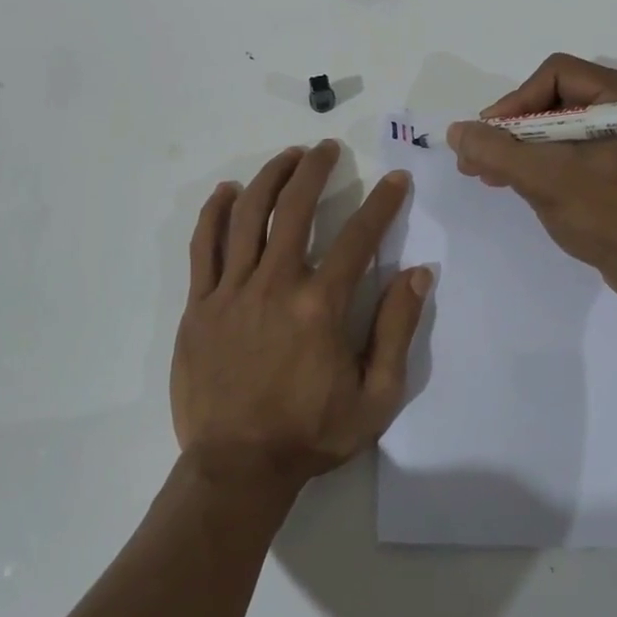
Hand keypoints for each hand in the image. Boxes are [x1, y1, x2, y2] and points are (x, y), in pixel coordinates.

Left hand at [173, 140, 431, 496]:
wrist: (236, 468)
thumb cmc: (310, 434)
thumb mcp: (375, 396)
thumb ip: (396, 330)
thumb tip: (418, 273)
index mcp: (320, 305)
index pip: (359, 237)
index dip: (382, 203)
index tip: (396, 179)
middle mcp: (275, 284)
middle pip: (295, 208)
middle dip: (315, 170)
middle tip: (327, 149)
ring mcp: (231, 291)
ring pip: (248, 216)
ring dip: (270, 178)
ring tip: (287, 156)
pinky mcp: (199, 304)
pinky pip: (204, 246)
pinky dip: (215, 213)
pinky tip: (227, 191)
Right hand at [445, 53, 616, 302]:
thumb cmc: (610, 216)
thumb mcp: (546, 179)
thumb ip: (496, 150)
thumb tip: (456, 131)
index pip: (556, 75)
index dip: (515, 102)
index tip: (489, 136)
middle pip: (555, 99)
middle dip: (512, 129)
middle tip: (478, 157)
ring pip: (559, 125)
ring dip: (521, 148)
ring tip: (486, 172)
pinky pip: (572, 147)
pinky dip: (542, 161)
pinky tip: (513, 180)